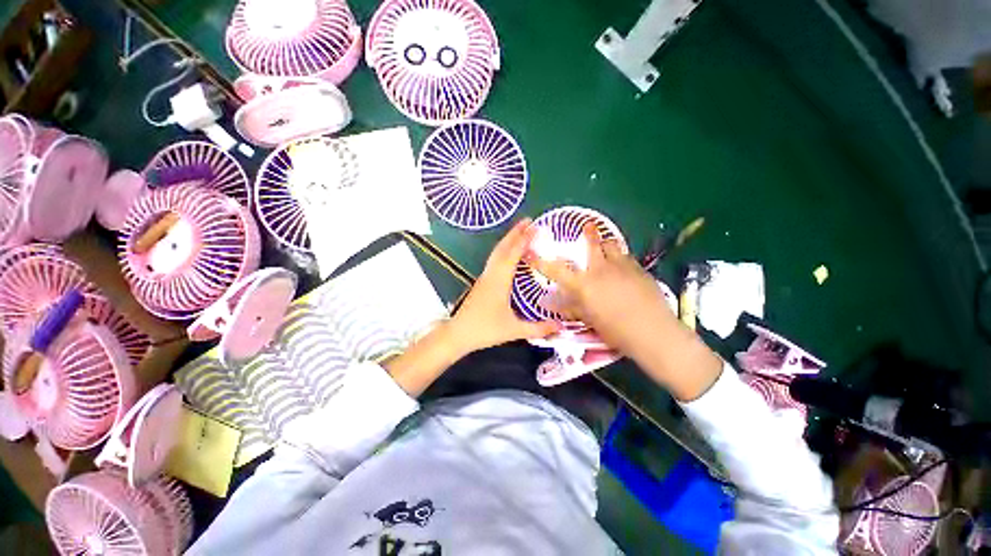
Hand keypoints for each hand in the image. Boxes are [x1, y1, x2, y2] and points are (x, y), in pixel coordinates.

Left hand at [448, 219, 559, 353]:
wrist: (458, 334)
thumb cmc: (485, 329)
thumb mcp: (514, 330)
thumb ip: (538, 329)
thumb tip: (561, 326)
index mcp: (499, 280)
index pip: (513, 254)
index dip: (524, 239)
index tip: (535, 226)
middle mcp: (491, 273)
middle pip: (503, 247)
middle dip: (515, 233)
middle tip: (528, 221)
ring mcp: (484, 277)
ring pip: (496, 252)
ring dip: (508, 240)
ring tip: (520, 232)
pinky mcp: (482, 282)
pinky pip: (494, 260)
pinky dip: (503, 250)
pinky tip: (508, 254)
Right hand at [525, 222, 670, 359]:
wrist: (652, 332)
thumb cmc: (615, 330)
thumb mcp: (589, 320)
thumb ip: (572, 308)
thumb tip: (556, 304)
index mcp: (583, 285)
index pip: (556, 270)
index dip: (540, 261)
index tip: (530, 252)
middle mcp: (600, 270)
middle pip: (593, 243)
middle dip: (589, 233)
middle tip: (587, 226)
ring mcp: (622, 266)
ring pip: (613, 245)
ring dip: (607, 245)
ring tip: (606, 248)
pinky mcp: (640, 269)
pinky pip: (627, 257)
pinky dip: (621, 258)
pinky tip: (624, 267)